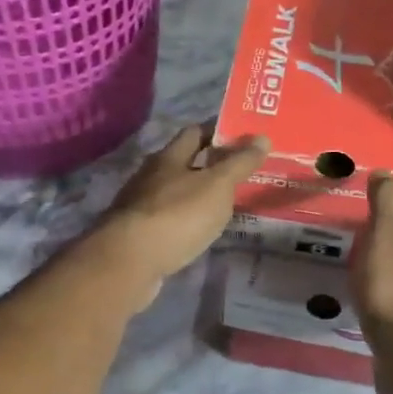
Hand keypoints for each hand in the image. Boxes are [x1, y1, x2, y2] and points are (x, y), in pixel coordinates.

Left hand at [92, 125, 269, 308]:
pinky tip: (200, 232)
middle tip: (242, 175)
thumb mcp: (217, 186)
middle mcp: (151, 176)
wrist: (130, 261)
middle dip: (210, 166)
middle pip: (184, 163)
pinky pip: (169, 220)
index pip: (195, 132)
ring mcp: (141, 206)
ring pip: (176, 193)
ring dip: (198, 196)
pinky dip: (186, 222)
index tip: (245, 139)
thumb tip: (262, 137)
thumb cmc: (177, 215)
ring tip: (227, 206)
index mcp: (169, 157)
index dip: (219, 132)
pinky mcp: (138, 235)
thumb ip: (239, 163)